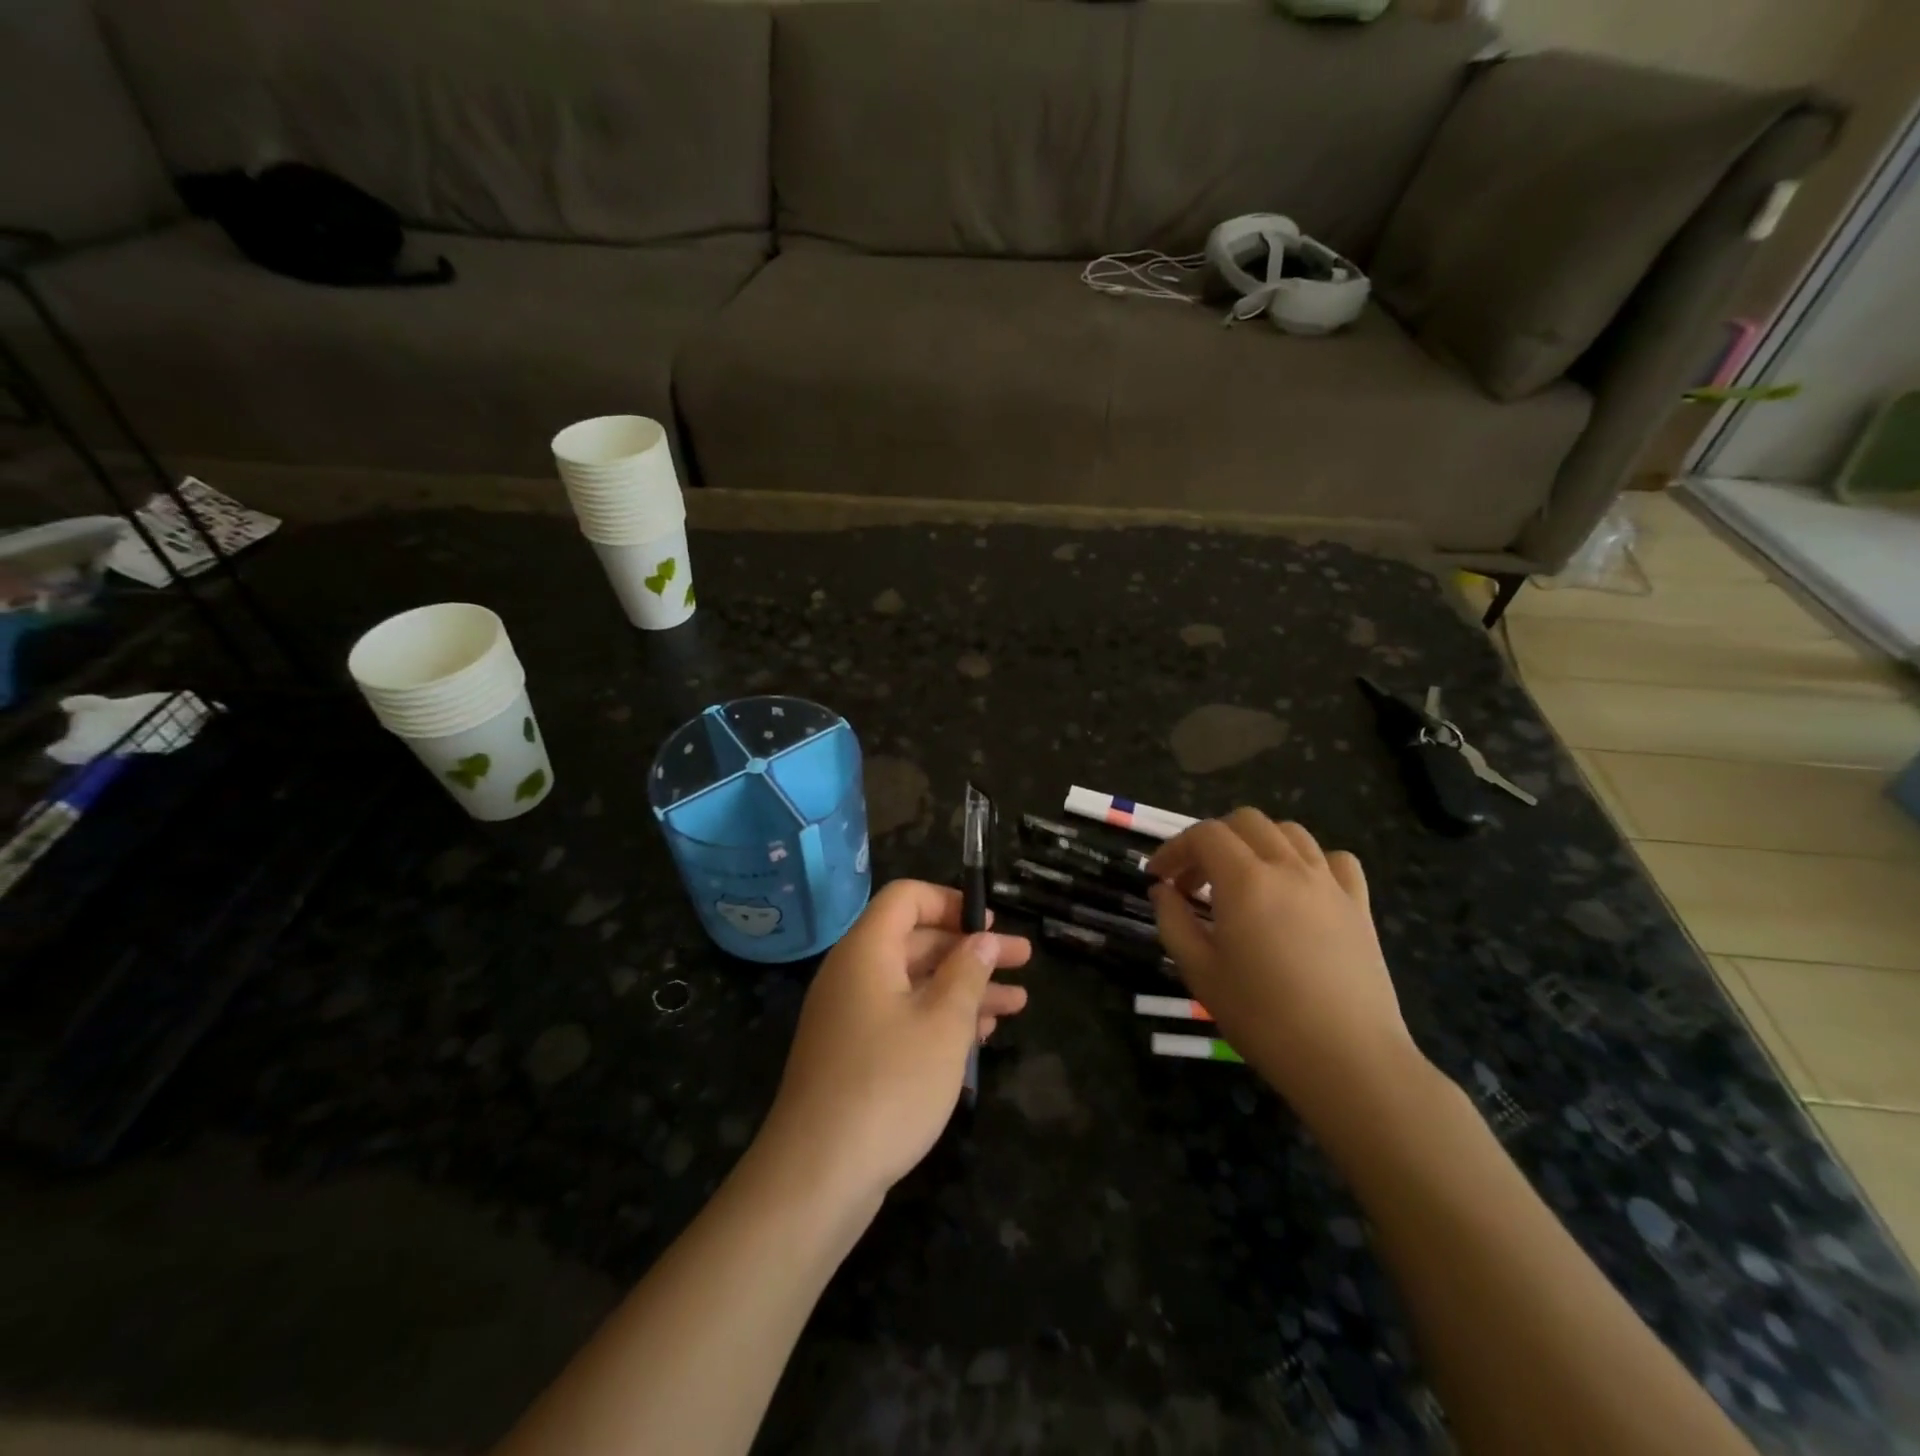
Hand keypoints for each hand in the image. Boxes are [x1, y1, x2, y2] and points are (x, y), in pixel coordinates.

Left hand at [756, 880, 1031, 1206]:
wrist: (817, 1175)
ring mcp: (851, 1017)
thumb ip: (967, 973)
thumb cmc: (889, 1084)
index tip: (990, 923)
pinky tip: (980, 1037)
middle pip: (916, 941)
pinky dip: (940, 1019)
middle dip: (970, 949)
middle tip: (1022, 960)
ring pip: (915, 984)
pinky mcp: (854, 1055)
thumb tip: (982, 938)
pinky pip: (903, 1017)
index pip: (905, 898)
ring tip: (1017, 1003)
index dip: (949, 901)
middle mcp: (854, 974)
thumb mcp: (943, 1024)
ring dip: (964, 989)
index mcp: (866, 951)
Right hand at [1148, 811, 1424, 1134]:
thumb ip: (1173, 922)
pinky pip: (1335, 860)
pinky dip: (1309, 861)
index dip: (1174, 847)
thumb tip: (1162, 891)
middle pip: (1246, 822)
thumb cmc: (1262, 1017)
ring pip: (1290, 833)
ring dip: (1257, 844)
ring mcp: (1329, 883)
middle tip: (1195, 881)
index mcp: (1245, 880)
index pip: (1204, 835)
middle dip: (1212, 840)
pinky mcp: (1359, 905)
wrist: (1347, 1059)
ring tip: (1244, 880)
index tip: (1157, 876)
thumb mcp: (1199, 972)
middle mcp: (1288, 868)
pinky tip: (1299, 889)